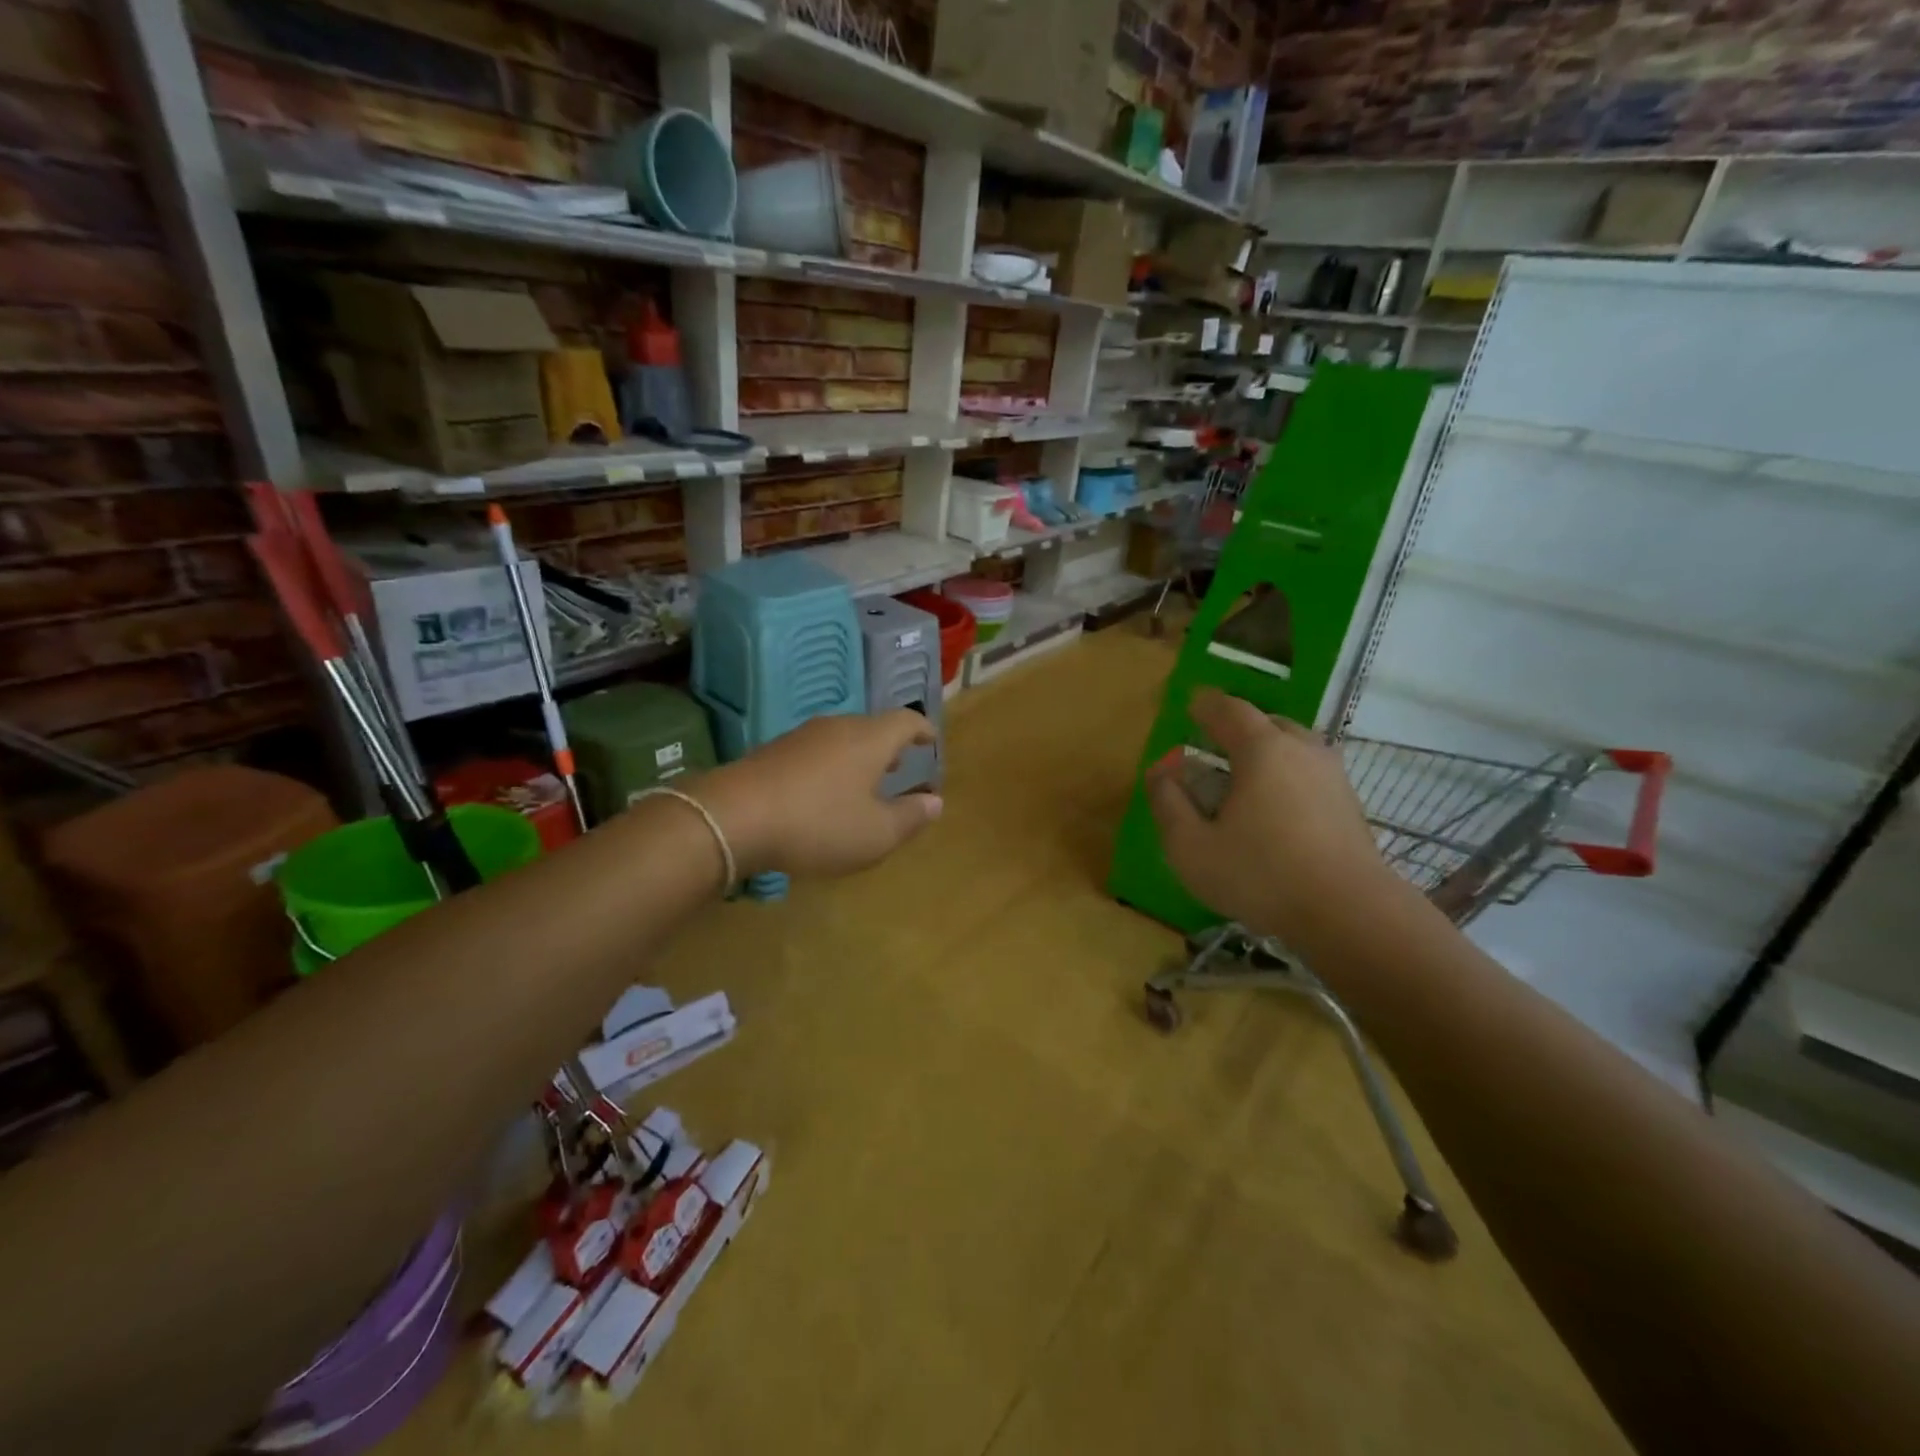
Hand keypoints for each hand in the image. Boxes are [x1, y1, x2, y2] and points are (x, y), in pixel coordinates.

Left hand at [694, 710, 942, 877]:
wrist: (732, 817)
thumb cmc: (818, 824)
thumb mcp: (875, 833)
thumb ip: (910, 817)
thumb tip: (935, 801)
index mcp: (869, 739)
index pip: (906, 720)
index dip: (923, 730)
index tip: (932, 740)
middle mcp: (837, 727)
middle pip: (872, 727)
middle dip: (890, 746)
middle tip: (901, 765)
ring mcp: (801, 737)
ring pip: (842, 738)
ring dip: (859, 756)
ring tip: (865, 780)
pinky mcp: (773, 752)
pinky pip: (815, 752)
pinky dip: (831, 766)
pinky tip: (823, 792)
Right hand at [1145, 690, 1397, 938]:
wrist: (1350, 914)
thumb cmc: (1261, 875)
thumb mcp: (1191, 847)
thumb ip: (1168, 803)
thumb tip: (1160, 772)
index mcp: (1261, 749)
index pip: (1228, 709)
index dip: (1205, 705)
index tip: (1190, 705)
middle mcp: (1301, 749)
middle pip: (1266, 723)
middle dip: (1237, 727)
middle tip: (1214, 744)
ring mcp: (1332, 775)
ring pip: (1293, 747)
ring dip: (1266, 752)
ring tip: (1244, 777)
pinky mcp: (1349, 804)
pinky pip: (1309, 772)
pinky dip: (1287, 775)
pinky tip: (1275, 807)